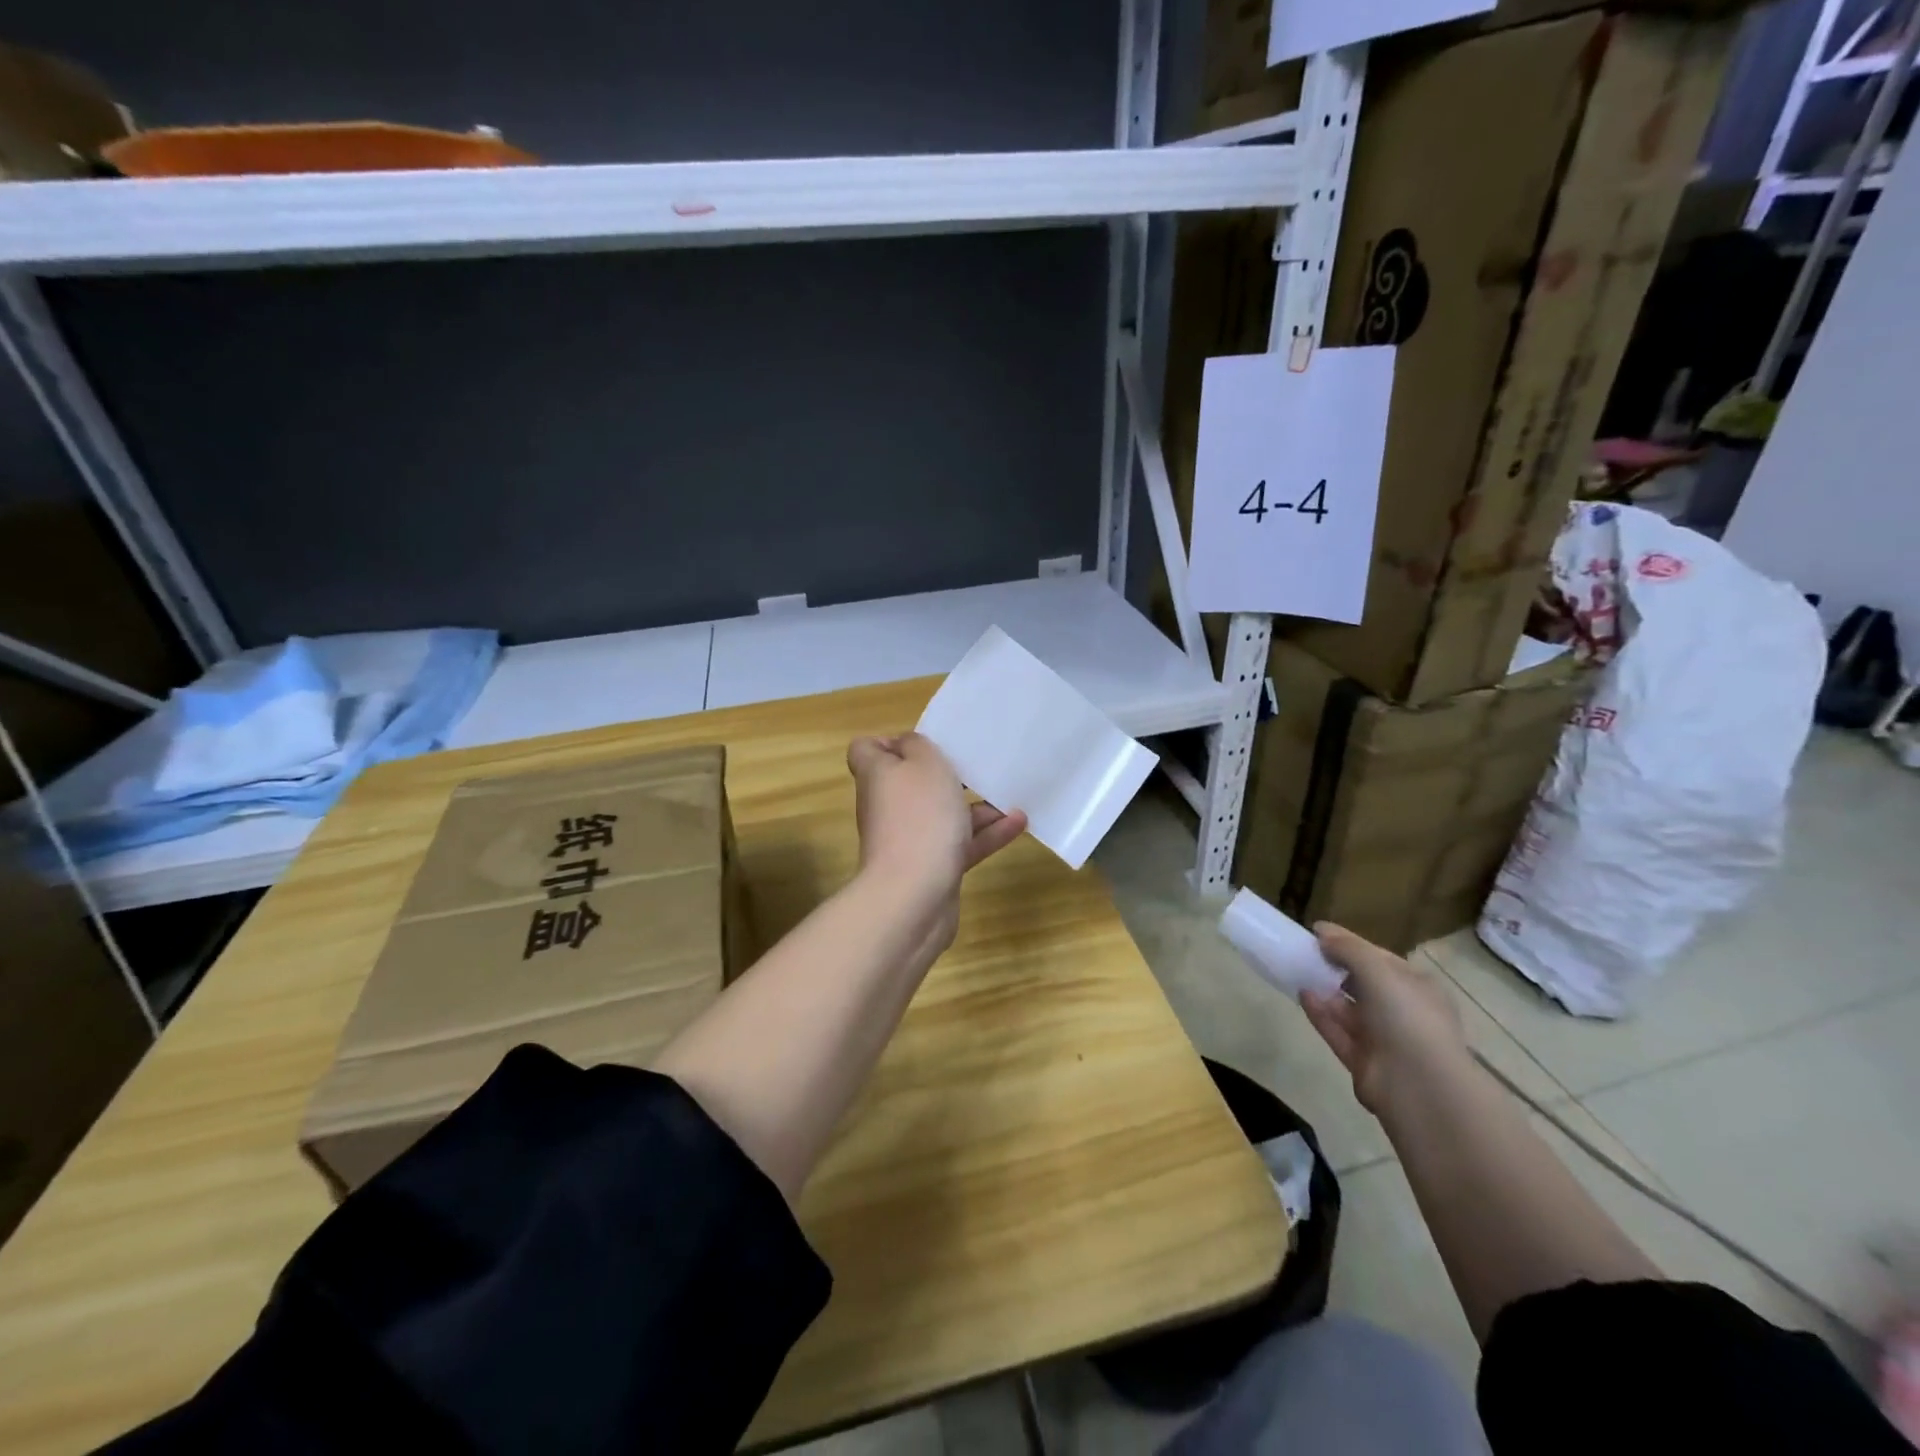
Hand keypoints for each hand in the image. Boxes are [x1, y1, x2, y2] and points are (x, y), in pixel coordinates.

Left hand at [846, 734, 1026, 903]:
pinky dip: (986, 834)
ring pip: (941, 815)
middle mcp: (888, 806)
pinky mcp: (930, 868)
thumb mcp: (924, 763)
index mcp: (878, 775)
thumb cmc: (919, 816)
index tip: (924, 742)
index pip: (867, 751)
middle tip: (975, 764)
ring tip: (1009, 793)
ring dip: (975, 805)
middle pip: (911, 783)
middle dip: (945, 774)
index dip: (889, 741)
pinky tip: (1018, 822)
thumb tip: (908, 746)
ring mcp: (908, 839)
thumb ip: (918, 745)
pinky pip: (959, 844)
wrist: (914, 895)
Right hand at [1299, 924, 1471, 1116]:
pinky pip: (1337, 1032)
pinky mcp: (1363, 1061)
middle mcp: (1403, 1012)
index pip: (1380, 959)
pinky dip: (1320, 1014)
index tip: (1316, 932)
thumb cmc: (1406, 1016)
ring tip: (1296, 971)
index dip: (1349, 944)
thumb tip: (1322, 932)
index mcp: (1417, 987)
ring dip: (1324, 990)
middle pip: (1363, 984)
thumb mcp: (1377, 969)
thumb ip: (1348, 948)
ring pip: (1348, 1009)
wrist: (1419, 1084)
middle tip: (1303, 952)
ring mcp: (1384, 1039)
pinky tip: (1302, 996)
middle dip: (1334, 968)